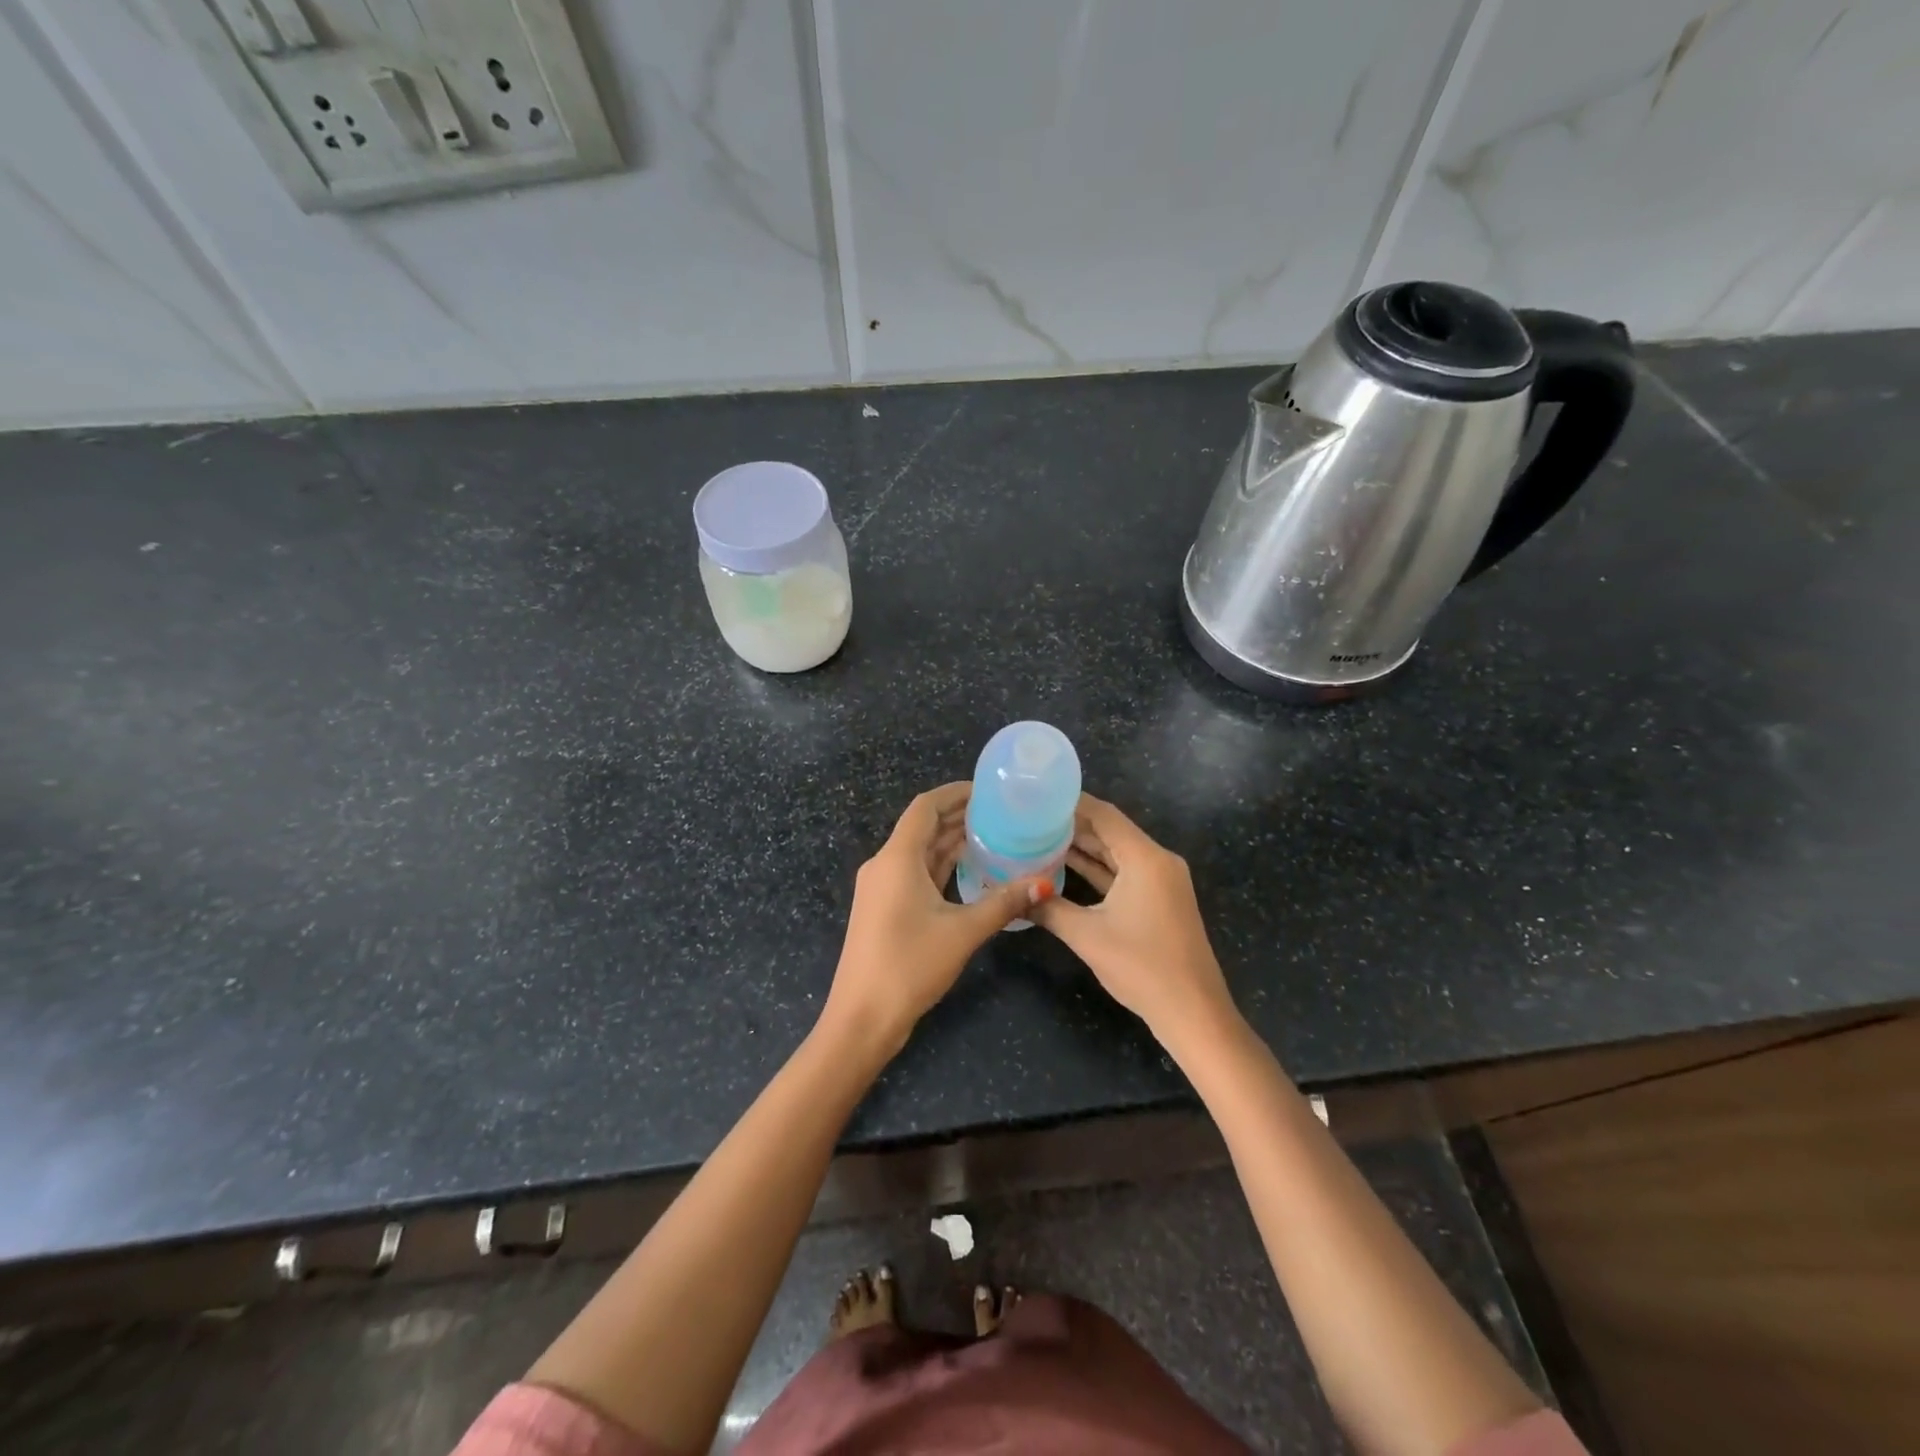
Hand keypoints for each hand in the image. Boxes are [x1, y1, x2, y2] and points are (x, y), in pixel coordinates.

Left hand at [823, 782, 1051, 1056]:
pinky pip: (916, 874)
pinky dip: (943, 868)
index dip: (955, 793)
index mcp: (896, 858)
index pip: (925, 807)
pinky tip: (972, 872)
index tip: (989, 791)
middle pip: (923, 827)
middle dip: (960, 817)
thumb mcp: (962, 932)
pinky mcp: (884, 909)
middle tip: (1003, 814)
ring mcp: (881, 888)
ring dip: (952, 843)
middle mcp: (885, 865)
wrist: (861, 1018)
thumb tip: (1044, 883)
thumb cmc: (909, 966)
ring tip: (995, 837)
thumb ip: (1003, 903)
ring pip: (921, 853)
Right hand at [1030, 794, 1240, 1057]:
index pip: (1104, 815)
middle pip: (1110, 831)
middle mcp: (1157, 861)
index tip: (1037, 796)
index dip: (1070, 803)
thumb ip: (1048, 908)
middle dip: (1072, 824)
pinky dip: (1097, 869)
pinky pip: (1124, 873)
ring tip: (1039, 837)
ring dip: (1083, 847)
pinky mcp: (1159, 900)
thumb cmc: (1141, 967)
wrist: (1193, 1012)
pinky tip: (1065, 867)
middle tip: (1030, 818)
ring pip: (1116, 853)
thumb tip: (1012, 894)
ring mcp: (1161, 881)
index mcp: (1145, 858)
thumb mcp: (1087, 936)